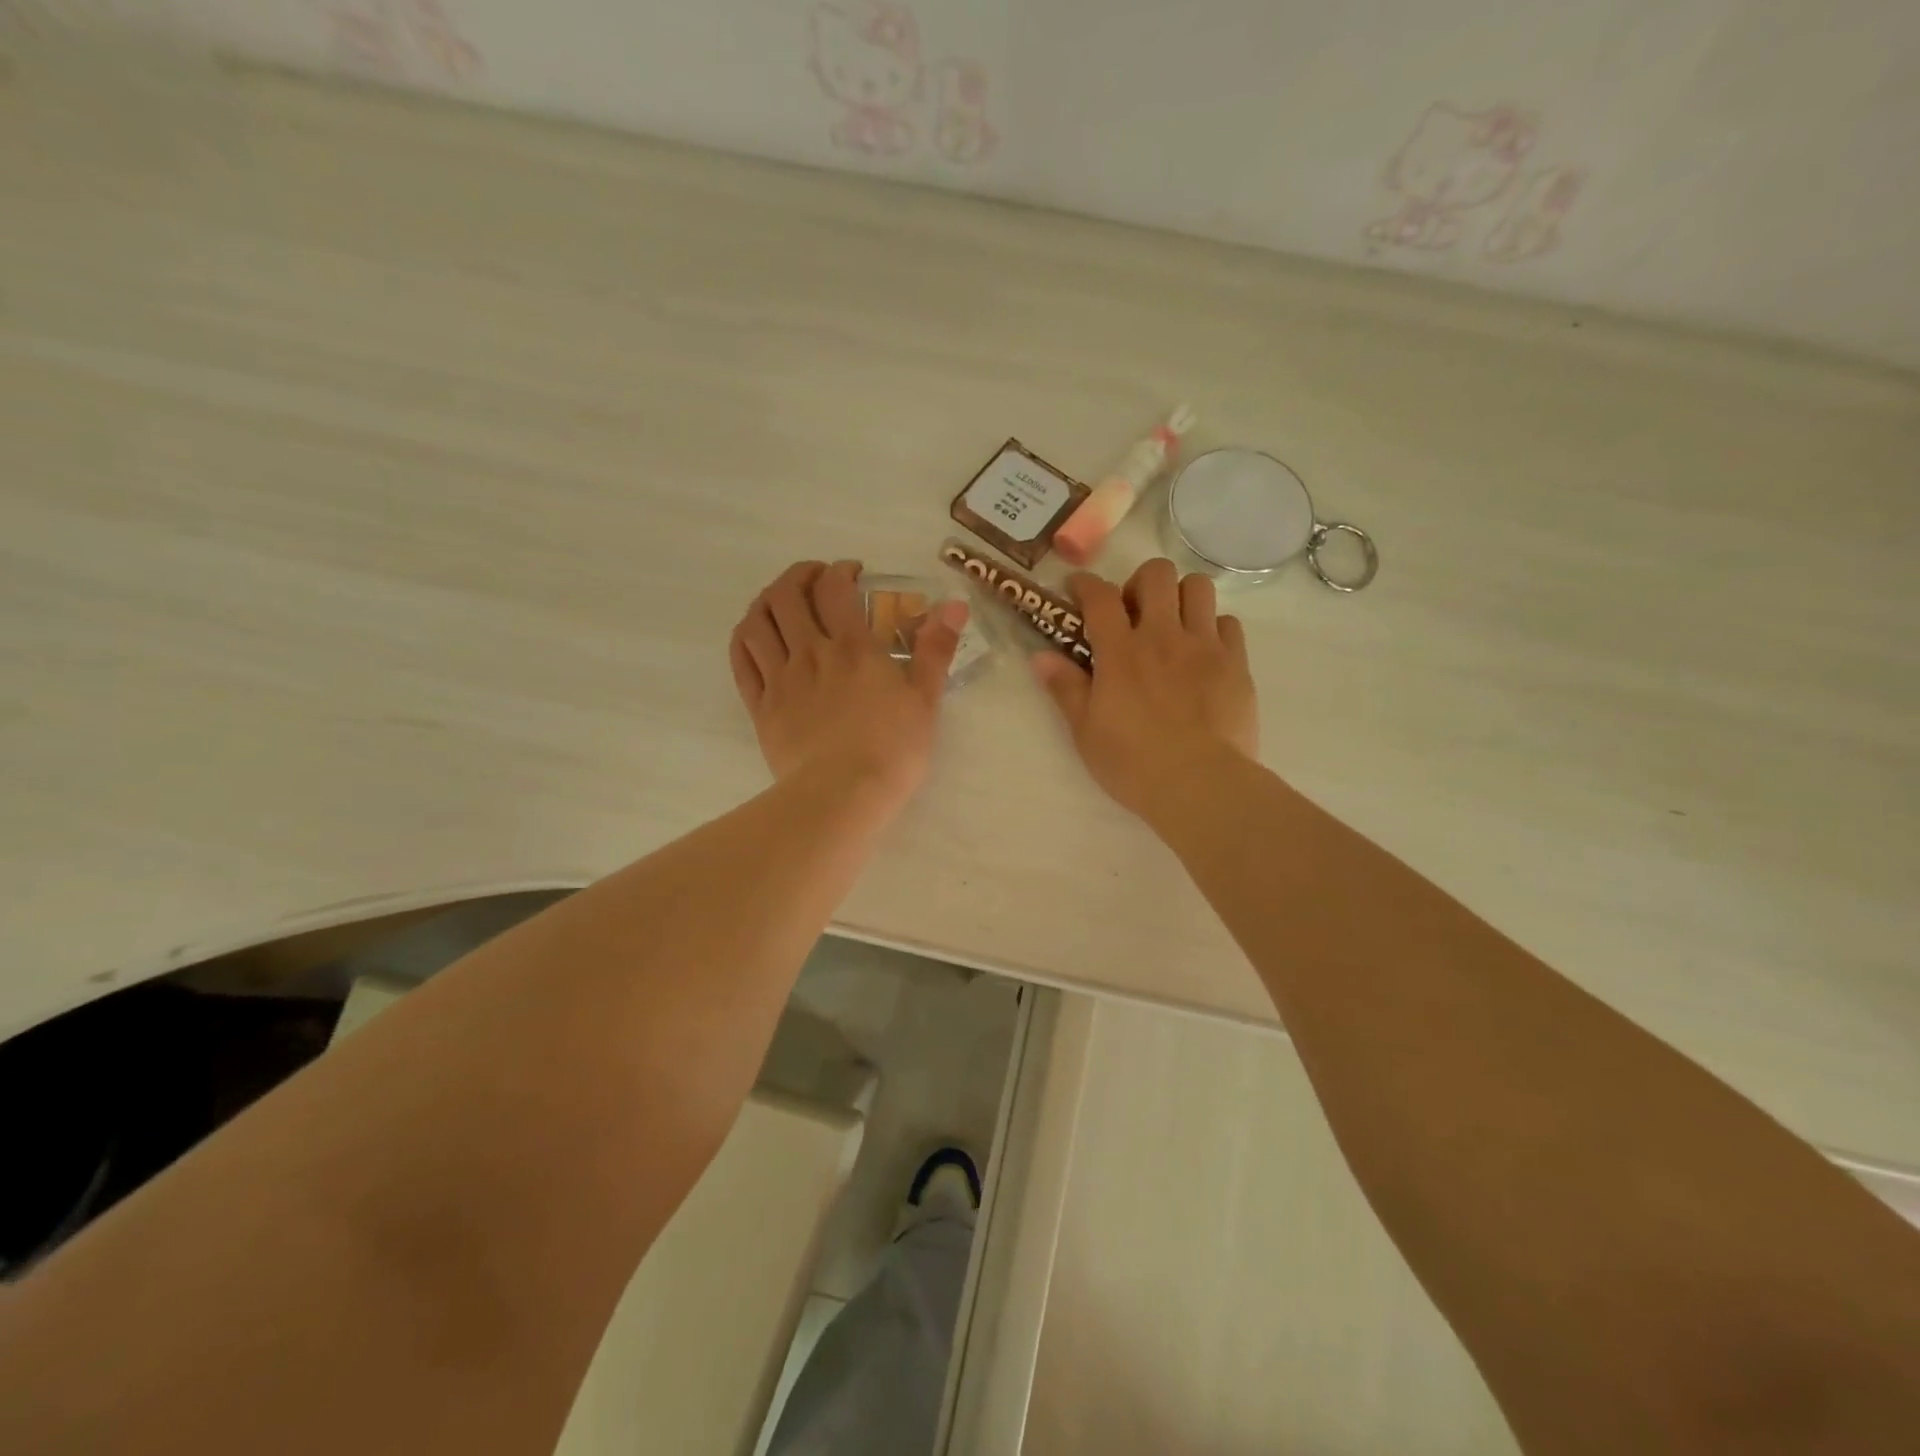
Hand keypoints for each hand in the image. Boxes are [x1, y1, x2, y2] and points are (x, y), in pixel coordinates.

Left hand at [730, 560, 967, 809]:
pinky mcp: (761, 707)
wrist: (842, 795)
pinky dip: (745, 637)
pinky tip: (755, 635)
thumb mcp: (925, 700)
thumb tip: (955, 604)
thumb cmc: (892, 750)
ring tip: (782, 602)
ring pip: (757, 622)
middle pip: (787, 595)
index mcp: (852, 648)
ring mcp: (780, 679)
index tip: (852, 574)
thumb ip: (936, 649)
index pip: (834, 588)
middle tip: (815, 579)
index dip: (840, 570)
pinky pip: (741, 660)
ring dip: (767, 600)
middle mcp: (810, 653)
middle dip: (799, 575)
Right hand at [1032, 559, 1258, 824]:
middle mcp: (1163, 636)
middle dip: (1140, 582)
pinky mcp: (1236, 664)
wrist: (1200, 785)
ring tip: (1172, 624)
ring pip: (1198, 587)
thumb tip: (1041, 657)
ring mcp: (1204, 646)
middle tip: (1133, 612)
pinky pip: (1228, 622)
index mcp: (1121, 652)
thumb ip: (1065, 688)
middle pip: (1156, 574)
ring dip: (1180, 596)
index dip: (1086, 584)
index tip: (1078, 589)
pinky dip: (1212, 627)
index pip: (1100, 596)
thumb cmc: (1133, 763)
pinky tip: (1203, 652)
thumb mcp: (1085, 731)